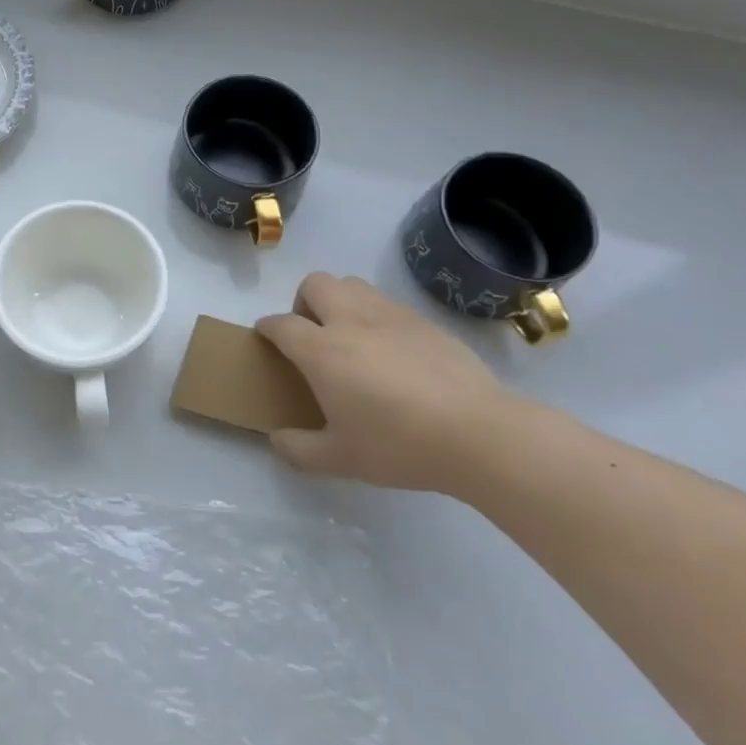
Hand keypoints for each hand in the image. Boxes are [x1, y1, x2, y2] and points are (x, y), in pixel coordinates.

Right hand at [257, 273, 520, 491]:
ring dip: (339, 301)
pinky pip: (387, 303)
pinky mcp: (424, 322)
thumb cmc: (400, 445)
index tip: (266, 338)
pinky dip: (375, 316)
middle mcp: (350, 321)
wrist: (479, 434)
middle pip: (315, 284)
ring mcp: (390, 316)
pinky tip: (391, 351)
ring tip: (350, 337)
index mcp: (322, 350)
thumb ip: (300, 450)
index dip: (267, 328)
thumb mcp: (341, 460)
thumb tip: (277, 440)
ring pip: (352, 285)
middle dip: (303, 302)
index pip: (281, 324)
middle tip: (313, 336)